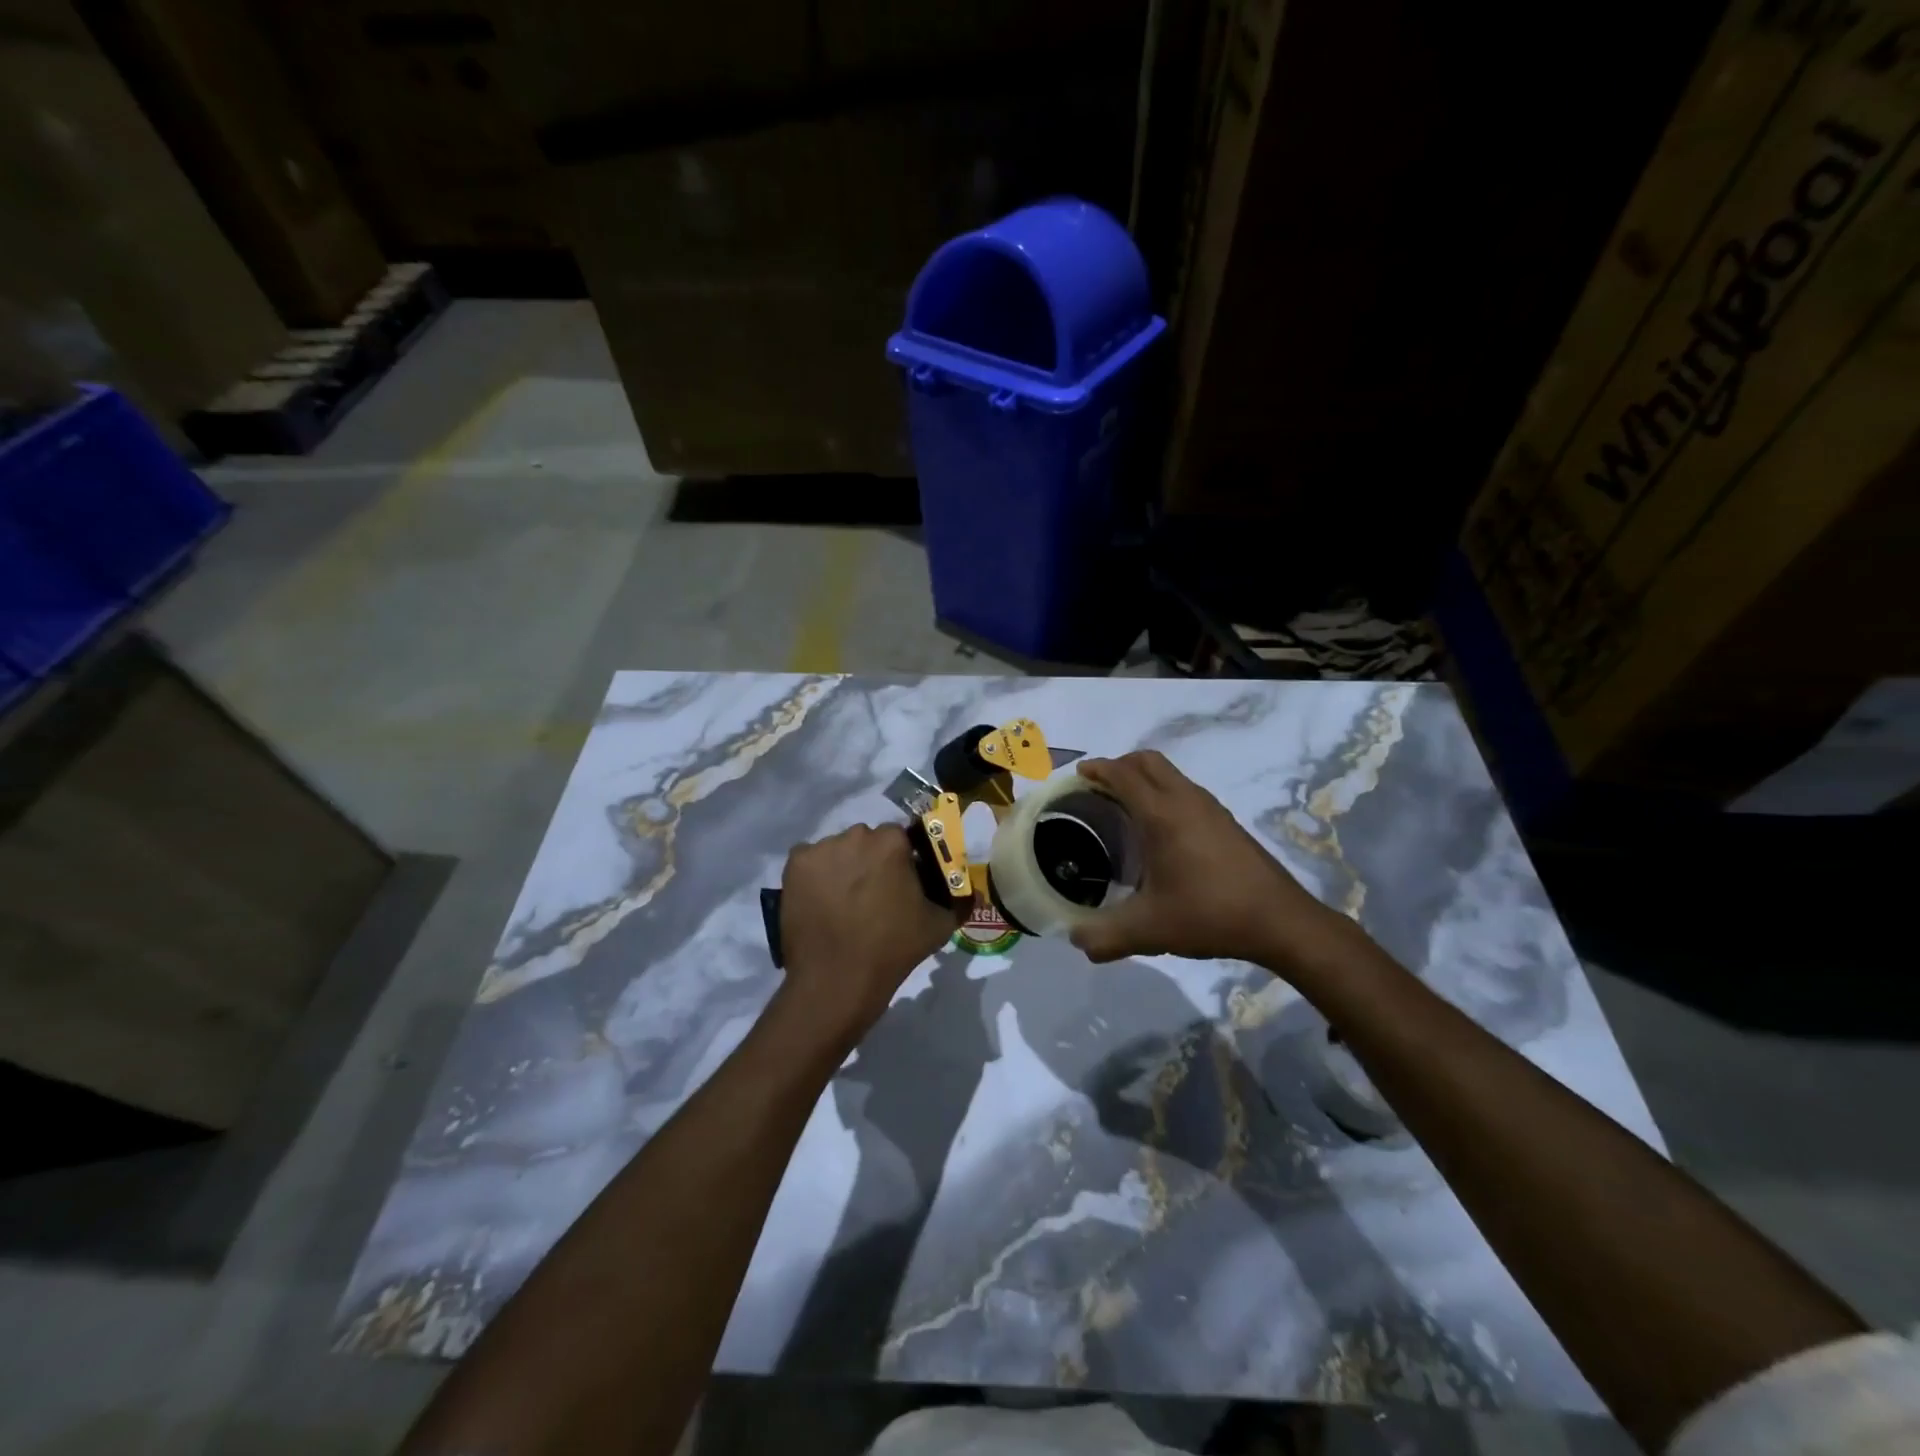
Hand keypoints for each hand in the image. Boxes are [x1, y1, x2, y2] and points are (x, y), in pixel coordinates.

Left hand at [778, 824, 966, 1038]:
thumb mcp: (939, 926)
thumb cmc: (892, 949)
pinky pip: (810, 861)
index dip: (901, 861)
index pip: (900, 838)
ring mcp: (821, 849)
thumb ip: (959, 901)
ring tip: (842, 903)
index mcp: (891, 842)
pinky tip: (820, 902)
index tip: (899, 884)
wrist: (836, 980)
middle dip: (870, 861)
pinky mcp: (794, 866)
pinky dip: (815, 876)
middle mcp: (855, 835)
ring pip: (837, 850)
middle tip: (871, 896)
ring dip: (843, 866)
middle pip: (866, 841)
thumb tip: (972, 894)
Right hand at [1068, 751, 1343, 968]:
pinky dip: (1163, 793)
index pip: (1123, 775)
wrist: (1280, 921)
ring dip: (1144, 778)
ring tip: (1124, 807)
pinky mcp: (1226, 821)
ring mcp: (1210, 808)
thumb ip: (1105, 937)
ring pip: (1170, 774)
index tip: (1077, 775)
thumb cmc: (1209, 914)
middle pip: (1148, 761)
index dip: (1097, 769)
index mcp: (1161, 814)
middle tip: (1098, 787)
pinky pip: (1185, 790)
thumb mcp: (1149, 930)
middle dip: (1119, 765)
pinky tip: (1160, 831)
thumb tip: (1076, 940)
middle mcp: (1186, 800)